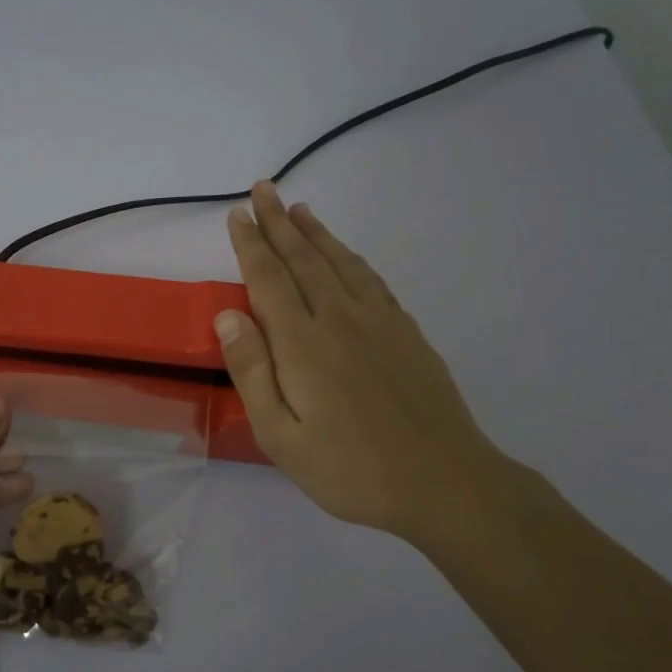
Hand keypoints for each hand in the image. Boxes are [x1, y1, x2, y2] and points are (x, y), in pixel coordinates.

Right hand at [217, 181, 520, 552]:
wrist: (443, 482)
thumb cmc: (350, 469)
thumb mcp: (281, 437)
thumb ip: (252, 372)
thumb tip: (229, 315)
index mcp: (302, 344)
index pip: (269, 278)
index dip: (251, 243)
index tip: (237, 214)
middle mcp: (340, 319)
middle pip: (304, 258)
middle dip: (279, 222)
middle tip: (263, 189)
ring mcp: (379, 323)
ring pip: (340, 262)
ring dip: (316, 232)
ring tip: (299, 209)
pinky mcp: (407, 333)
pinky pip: (372, 280)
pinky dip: (351, 257)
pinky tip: (346, 255)